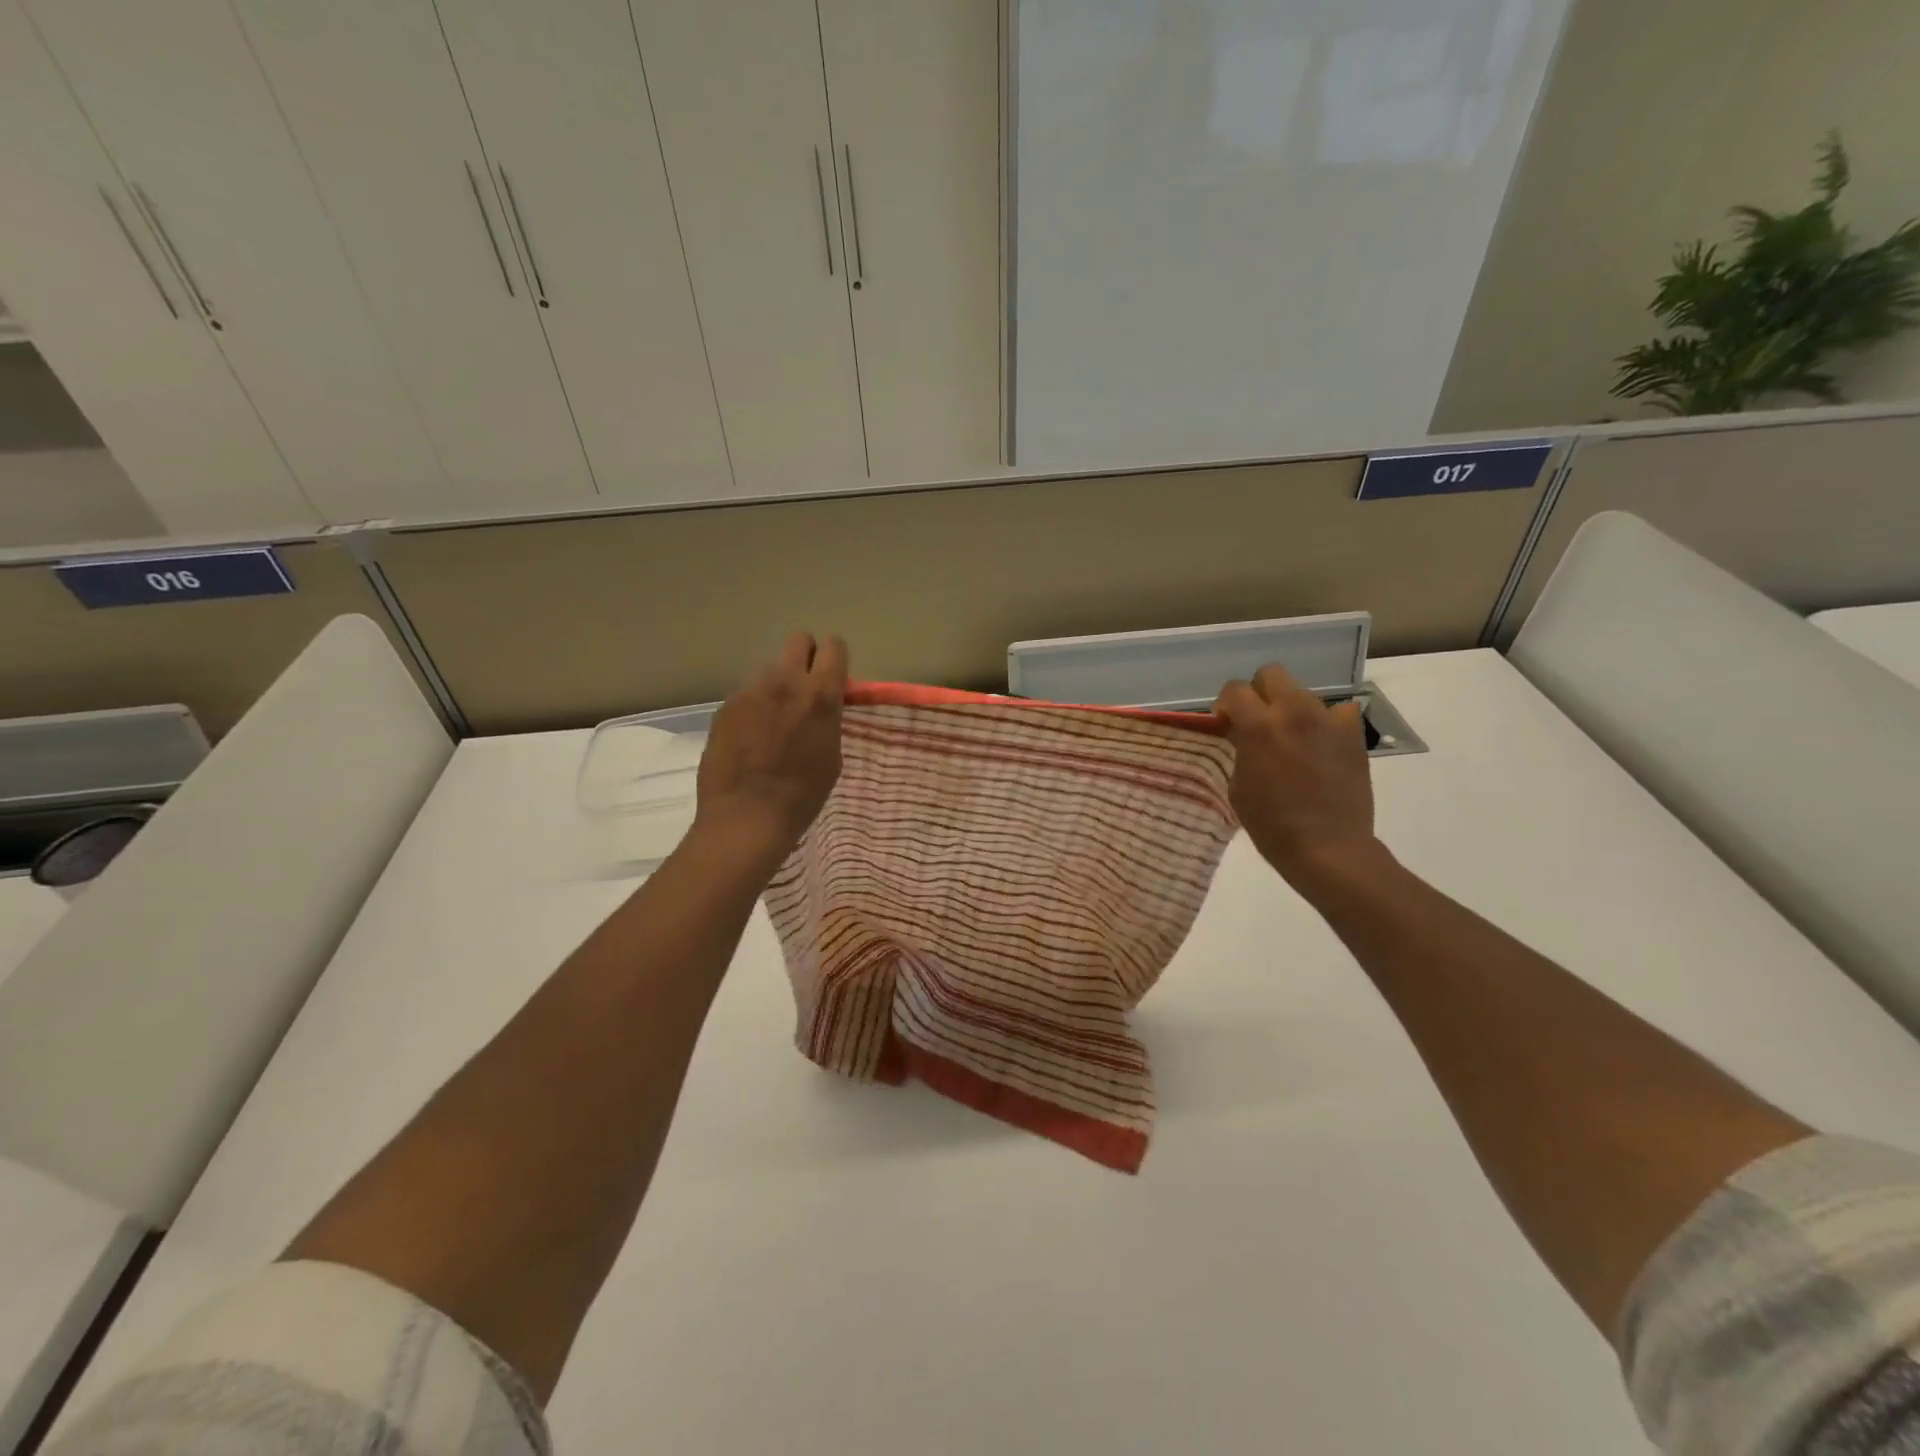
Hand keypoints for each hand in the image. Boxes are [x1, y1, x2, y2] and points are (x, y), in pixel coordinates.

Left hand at [696, 633, 846, 859]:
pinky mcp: (725, 706)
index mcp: (819, 694)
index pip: (833, 647)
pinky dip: (753, 707)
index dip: (834, 659)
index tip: (833, 677)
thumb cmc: (803, 794)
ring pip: (769, 670)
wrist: (747, 816)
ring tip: (773, 722)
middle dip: (805, 657)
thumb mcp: (832, 753)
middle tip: (804, 689)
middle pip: (798, 641)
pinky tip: (750, 738)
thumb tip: (820, 705)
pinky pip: (747, 694)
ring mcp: (750, 691)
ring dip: (777, 686)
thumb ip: (828, 717)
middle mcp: (784, 681)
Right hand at [1215, 663, 1380, 889]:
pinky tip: (1321, 746)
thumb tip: (1241, 732)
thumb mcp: (1239, 784)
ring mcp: (1328, 720)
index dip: (1226, 705)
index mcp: (1258, 726)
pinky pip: (1337, 712)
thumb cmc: (1271, 824)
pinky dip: (1326, 723)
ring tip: (1292, 740)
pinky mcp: (1353, 734)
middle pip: (1271, 674)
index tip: (1227, 725)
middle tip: (1258, 722)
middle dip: (1259, 693)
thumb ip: (1239, 748)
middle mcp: (1294, 712)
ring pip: (1303, 693)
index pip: (1234, 689)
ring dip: (1291, 710)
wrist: (1328, 848)